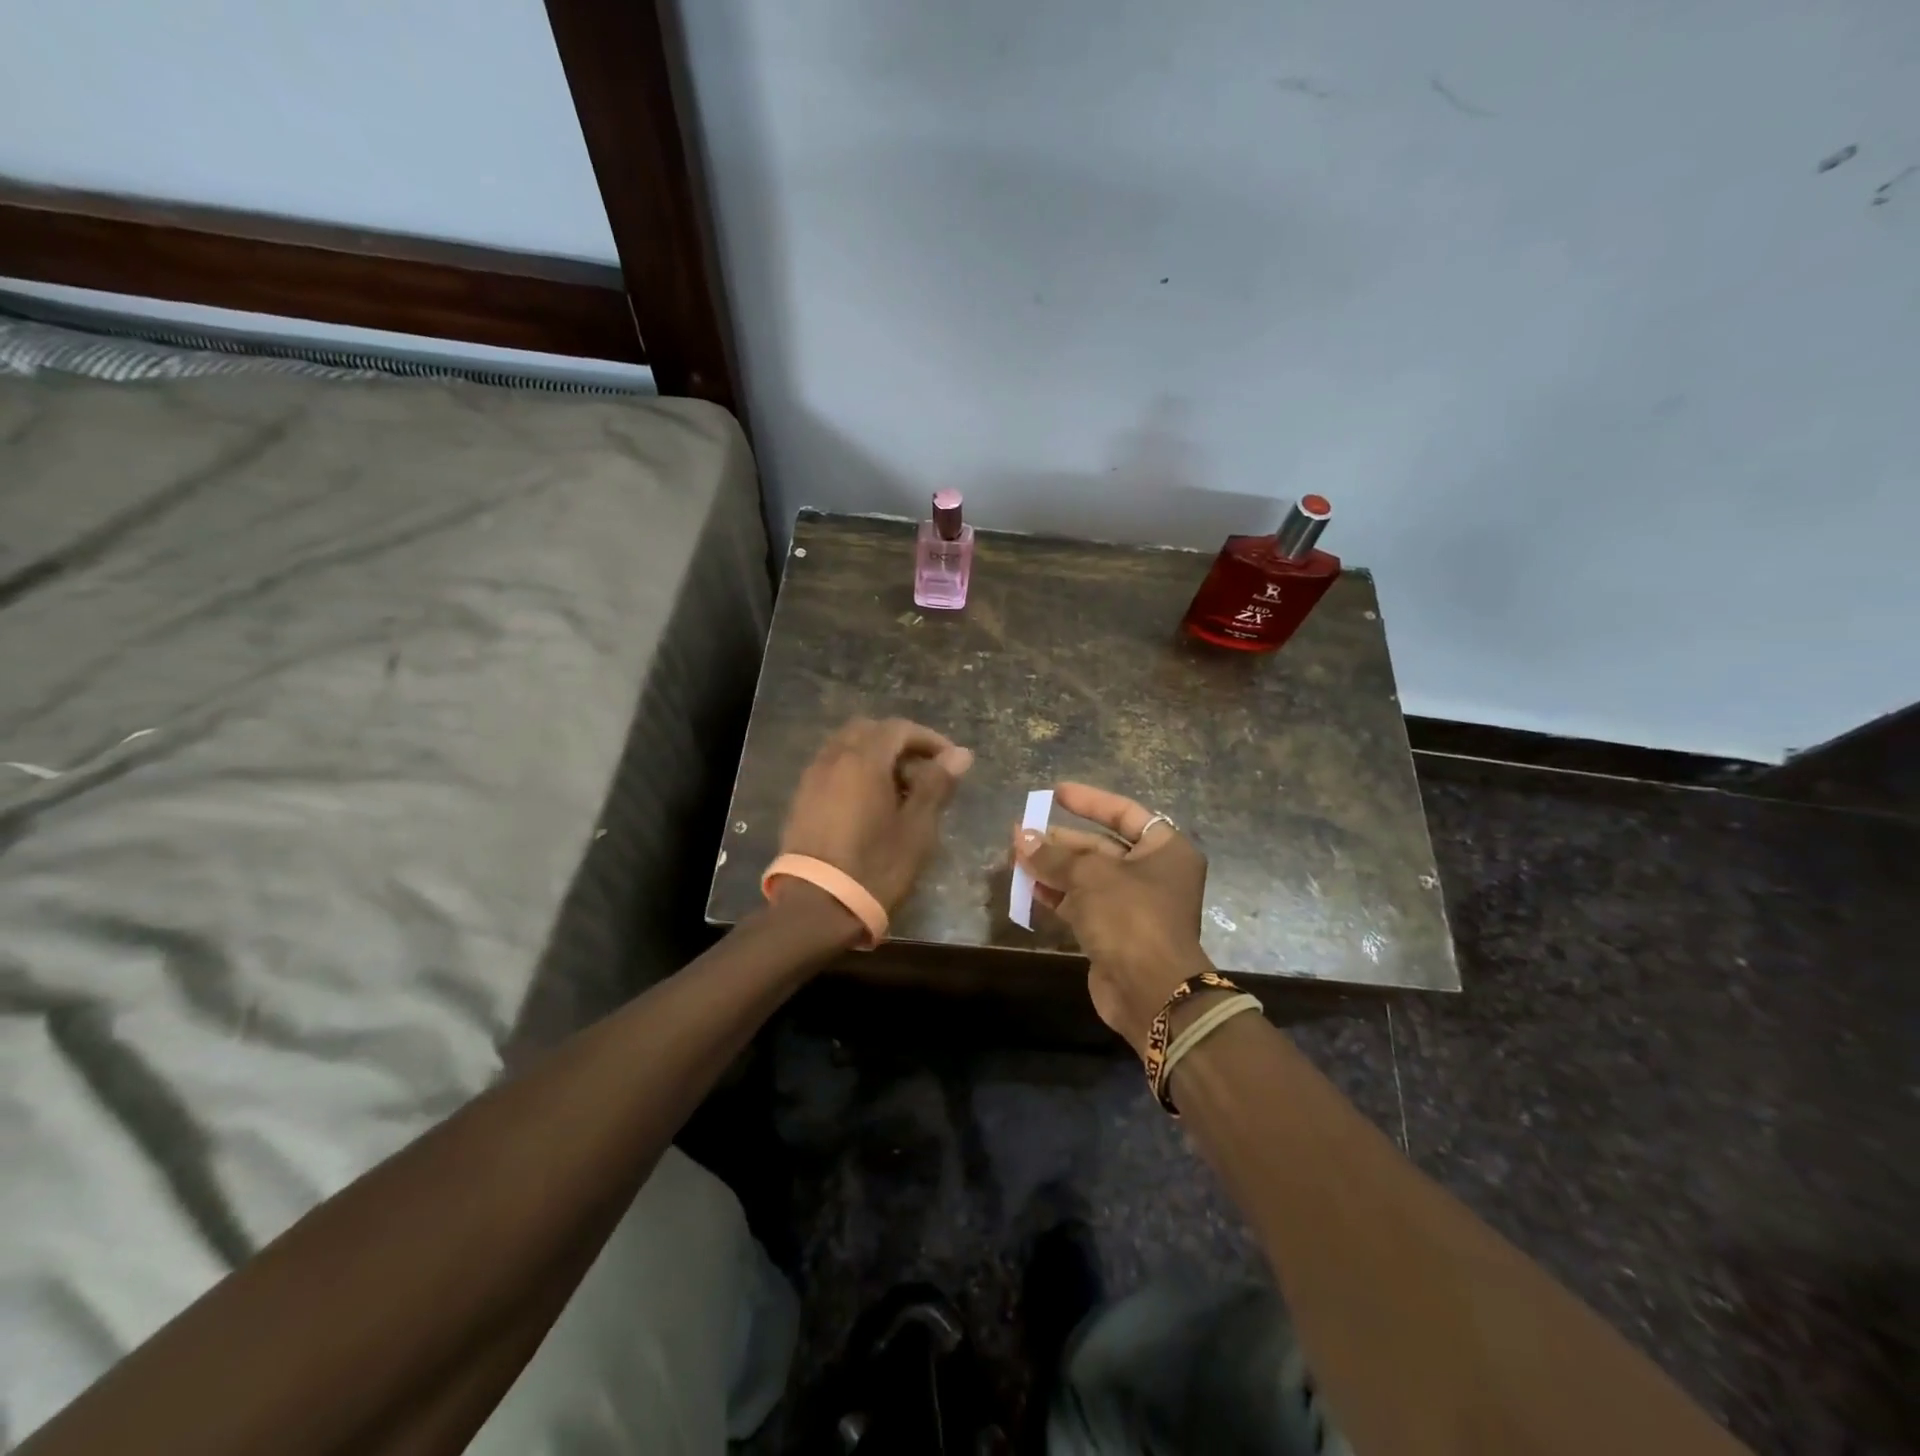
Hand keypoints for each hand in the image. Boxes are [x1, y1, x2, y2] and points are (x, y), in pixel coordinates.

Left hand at [779, 717, 973, 912]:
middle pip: (869, 731)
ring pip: (847, 748)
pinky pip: (832, 768)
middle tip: (924, 773)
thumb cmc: (875, 866)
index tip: (950, 761)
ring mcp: (812, 778)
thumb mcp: (917, 828)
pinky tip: (870, 804)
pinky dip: (854, 772)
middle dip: (899, 744)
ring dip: (875, 757)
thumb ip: (936, 784)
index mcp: (863, 759)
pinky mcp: (801, 799)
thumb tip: (960, 754)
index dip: (929, 740)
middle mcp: (833, 758)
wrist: (816, 906)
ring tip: (900, 790)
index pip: (899, 729)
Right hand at [1011, 783, 1212, 1054]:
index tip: (1056, 792)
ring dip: (1053, 867)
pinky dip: (1057, 894)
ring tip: (1016, 856)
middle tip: (1023, 832)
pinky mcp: (1115, 933)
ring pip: (1088, 877)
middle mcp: (1154, 874)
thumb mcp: (1090, 876)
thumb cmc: (1130, 917)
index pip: (1124, 813)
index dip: (1090, 801)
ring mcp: (1134, 906)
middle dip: (1061, 840)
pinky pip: (1082, 904)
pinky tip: (1028, 887)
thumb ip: (1053, 855)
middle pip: (1101, 846)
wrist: (1151, 992)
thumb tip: (1020, 836)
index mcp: (1165, 850)